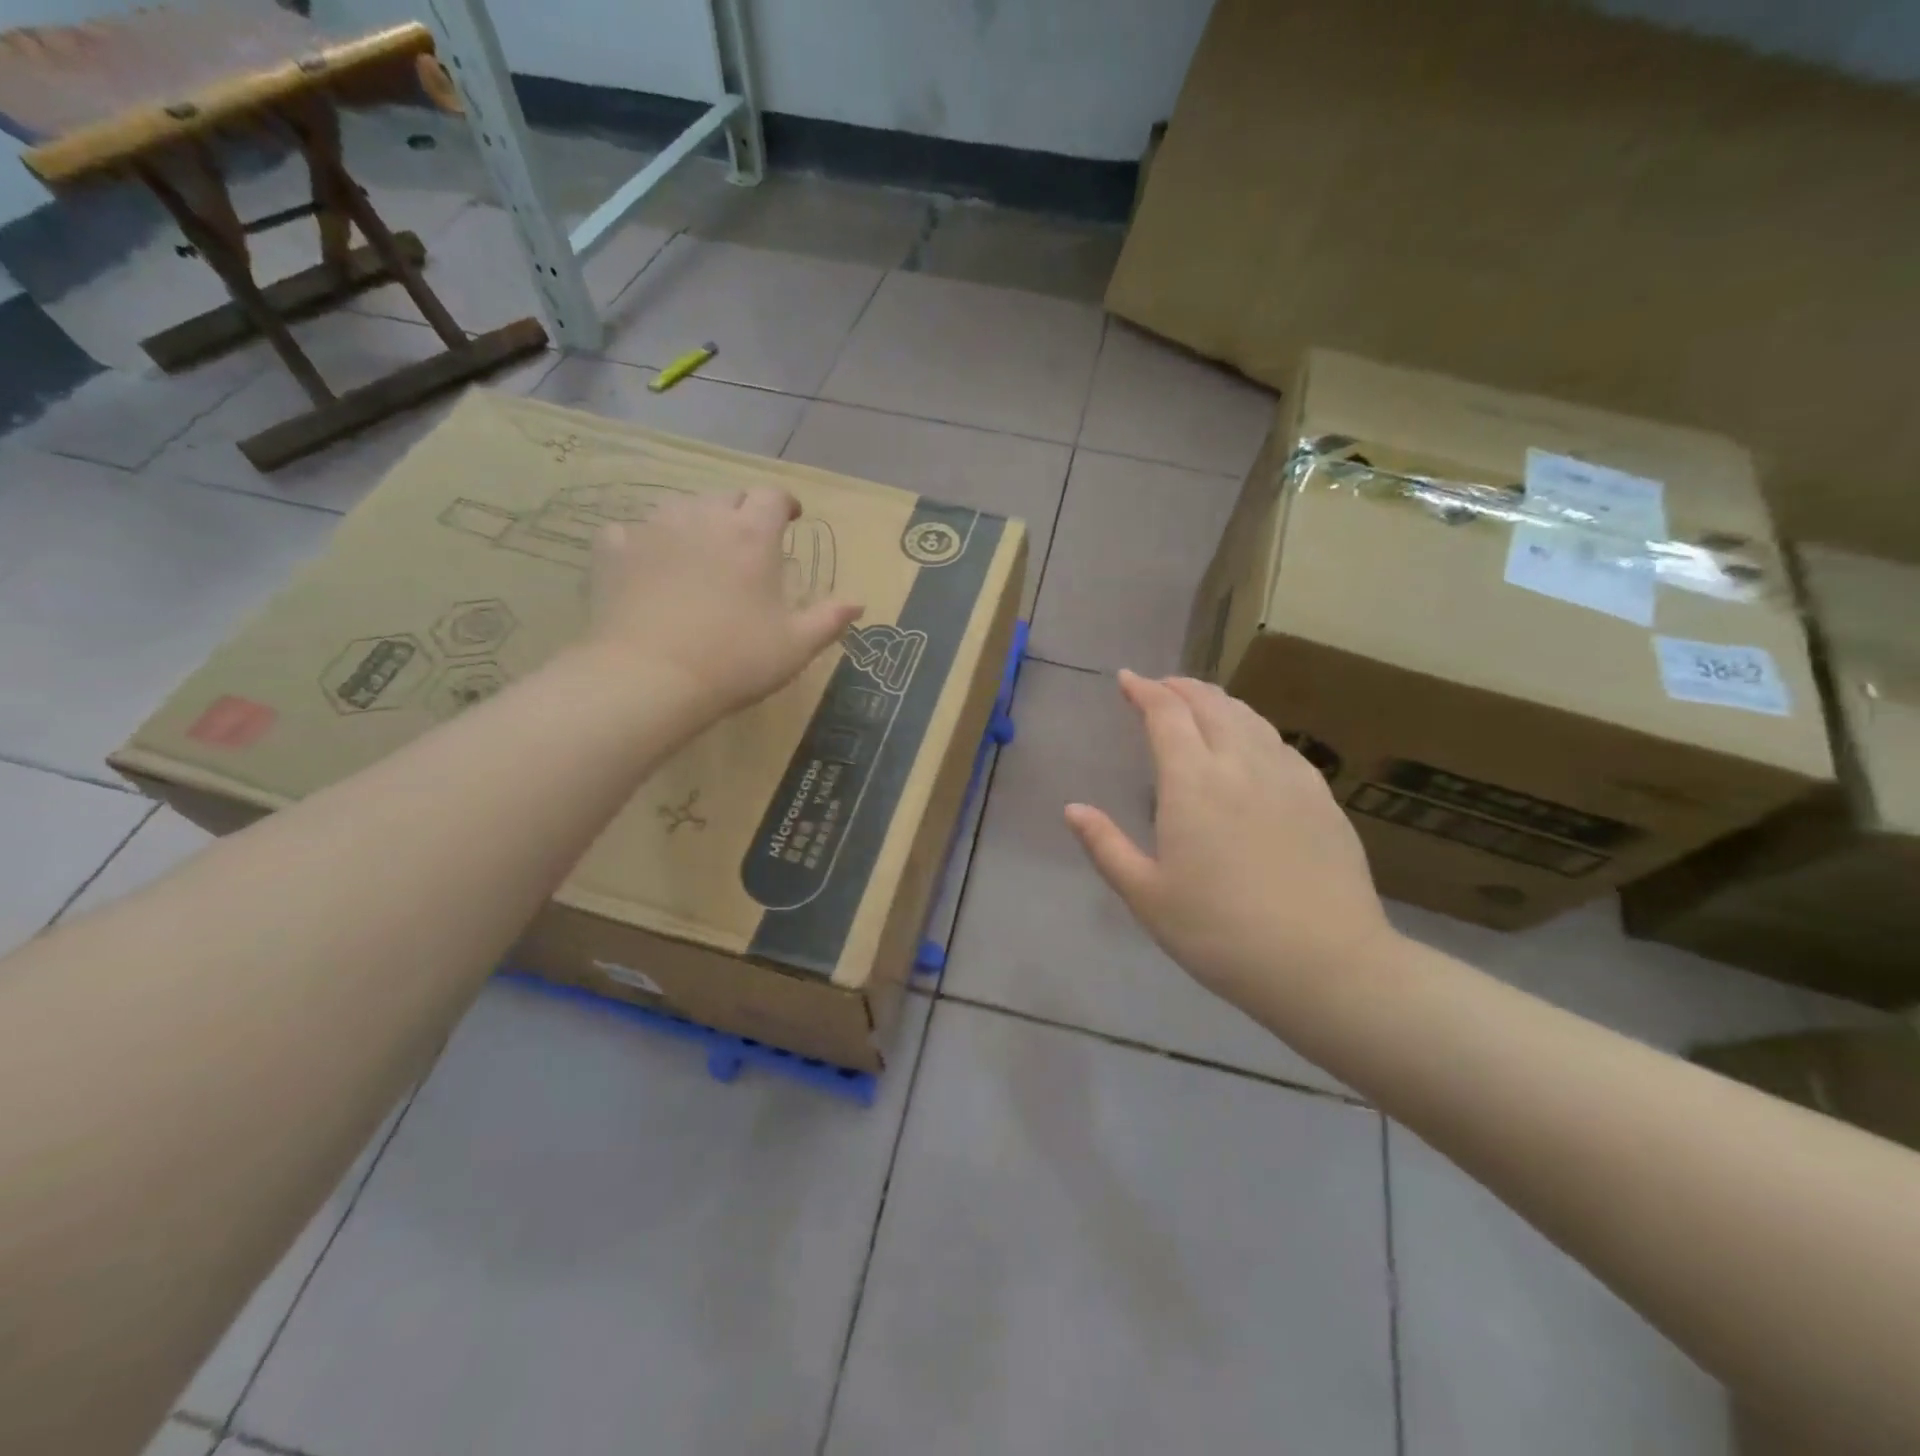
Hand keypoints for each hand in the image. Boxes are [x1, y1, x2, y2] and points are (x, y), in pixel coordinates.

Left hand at [585, 487, 861, 722]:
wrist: (650, 677)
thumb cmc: (735, 660)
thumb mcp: (796, 646)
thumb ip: (829, 619)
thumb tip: (858, 603)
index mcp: (753, 535)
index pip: (773, 496)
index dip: (784, 503)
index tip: (790, 518)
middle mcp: (704, 517)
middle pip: (727, 495)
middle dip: (742, 511)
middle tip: (748, 541)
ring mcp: (655, 528)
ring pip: (681, 507)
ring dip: (697, 521)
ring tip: (700, 551)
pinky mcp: (615, 548)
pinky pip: (632, 531)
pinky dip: (645, 542)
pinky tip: (648, 565)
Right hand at [1064, 672, 1395, 1013]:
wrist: (1324, 964)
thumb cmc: (1220, 933)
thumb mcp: (1147, 897)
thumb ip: (1105, 846)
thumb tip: (1073, 809)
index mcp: (1193, 783)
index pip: (1166, 714)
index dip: (1144, 690)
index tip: (1126, 679)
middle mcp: (1241, 764)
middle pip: (1210, 705)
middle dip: (1180, 687)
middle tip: (1160, 686)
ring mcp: (1288, 777)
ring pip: (1249, 718)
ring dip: (1218, 702)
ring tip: (1201, 703)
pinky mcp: (1320, 797)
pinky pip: (1280, 744)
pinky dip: (1254, 728)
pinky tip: (1253, 745)